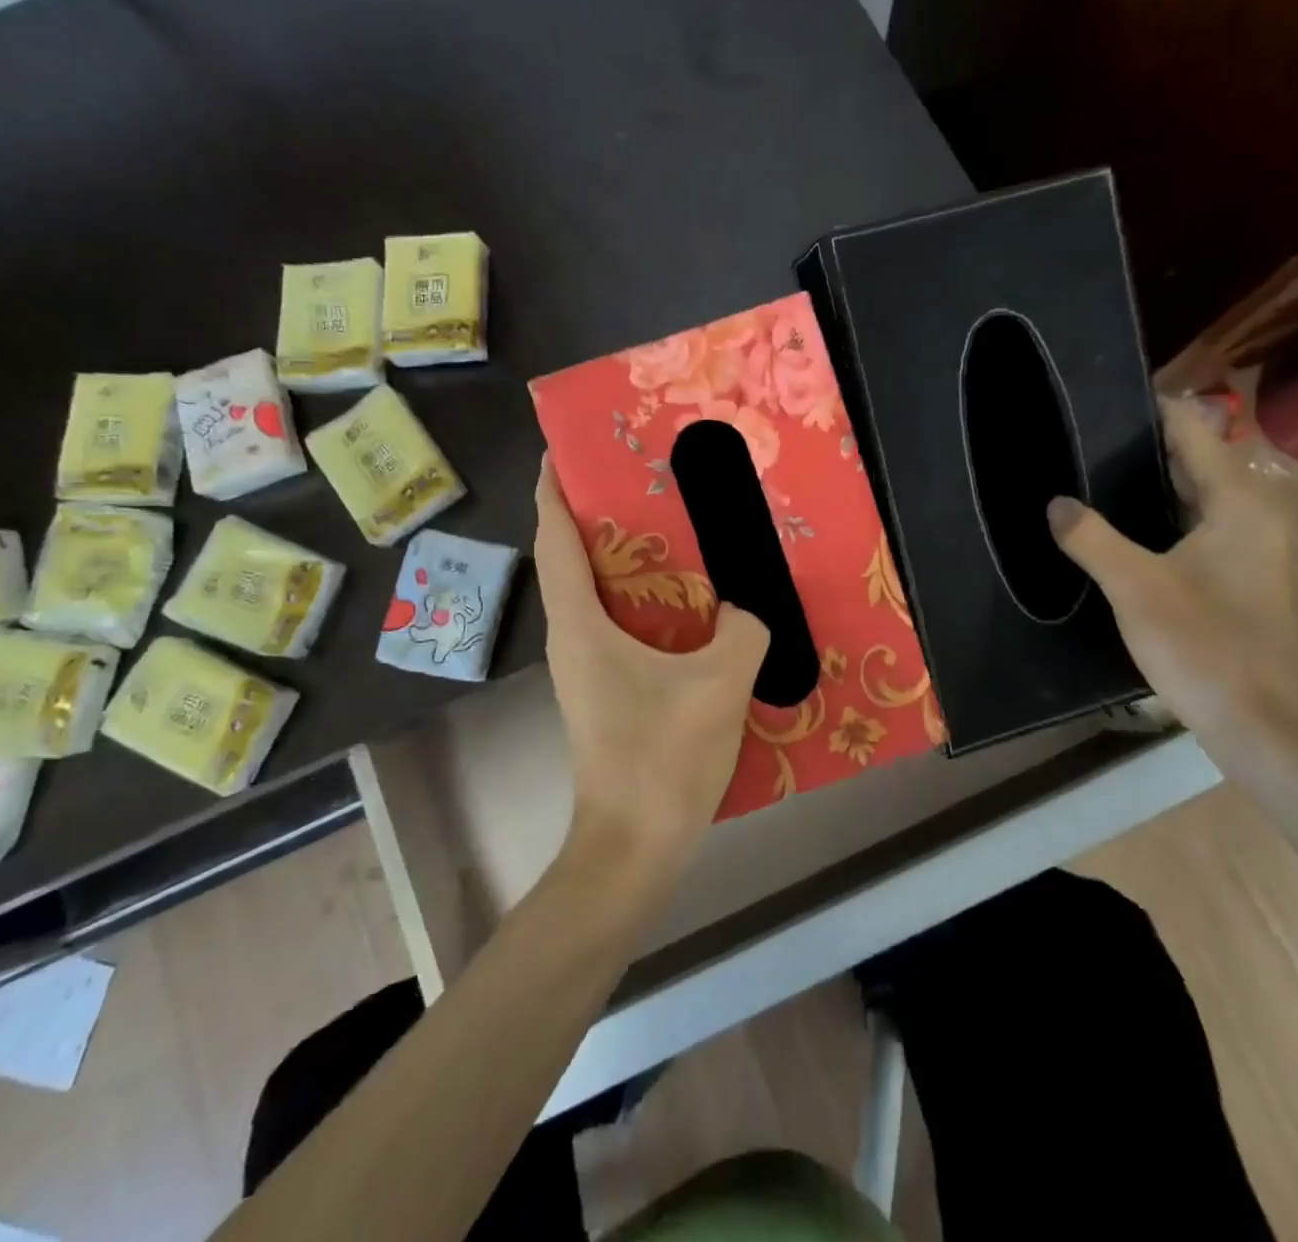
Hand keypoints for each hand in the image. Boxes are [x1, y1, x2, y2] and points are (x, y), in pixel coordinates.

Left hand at [534, 456, 770, 875]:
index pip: (555, 540)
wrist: (634, 845)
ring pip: (594, 595)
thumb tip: (745, 609)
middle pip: (571, 560)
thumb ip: (742, 629)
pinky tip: (684, 603)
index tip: (560, 452)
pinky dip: (639, 600)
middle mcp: (571, 639)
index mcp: (580, 624)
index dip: (552, 491)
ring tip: (665, 529)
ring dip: (619, 559)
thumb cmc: (662, 758)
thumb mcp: (719, 683)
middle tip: (636, 480)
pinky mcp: (605, 691)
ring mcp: (585, 669)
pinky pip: (617, 626)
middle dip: (593, 515)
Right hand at [1049, 398, 1297, 737]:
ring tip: (1086, 471)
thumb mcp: (1135, 587)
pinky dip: (1154, 515)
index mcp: (1238, 504)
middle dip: (1141, 444)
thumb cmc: (1203, 644)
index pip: (1194, 433)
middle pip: (1194, 460)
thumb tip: (1055, 503)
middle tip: (1079, 435)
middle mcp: (1249, 515)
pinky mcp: (1231, 575)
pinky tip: (1113, 524)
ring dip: (1145, 482)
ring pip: (1190, 496)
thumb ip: (1091, 539)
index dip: (1153, 409)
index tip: (1102, 395)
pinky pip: (1188, 525)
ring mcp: (1244, 547)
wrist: (1258, 720)